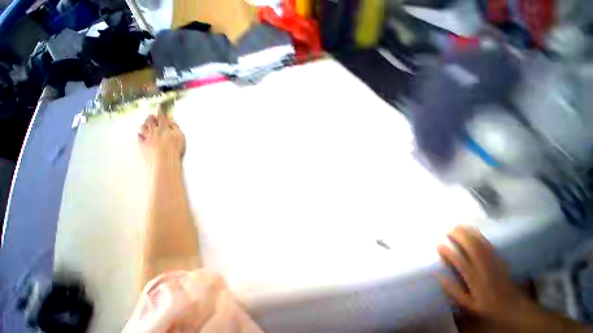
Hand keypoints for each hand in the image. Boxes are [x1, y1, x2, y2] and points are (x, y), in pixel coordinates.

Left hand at [139, 112, 185, 163]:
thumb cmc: (175, 148)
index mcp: (163, 128)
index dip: (160, 112)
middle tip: (151, 116)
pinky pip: (139, 138)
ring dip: (144, 124)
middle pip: (150, 122)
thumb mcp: (180, 137)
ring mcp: (147, 138)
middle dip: (151, 117)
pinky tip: (139, 134)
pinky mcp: (143, 145)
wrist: (164, 161)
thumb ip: (176, 128)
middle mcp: (153, 131)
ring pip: (143, 128)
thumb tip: (171, 121)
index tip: (159, 108)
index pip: (161, 118)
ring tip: (145, 123)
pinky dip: (139, 134)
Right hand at [437, 225, 534, 327]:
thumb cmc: (488, 307)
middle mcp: (484, 270)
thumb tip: (438, 275)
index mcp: (475, 281)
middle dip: (459, 237)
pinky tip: (474, 230)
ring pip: (481, 245)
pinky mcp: (500, 260)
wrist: (516, 309)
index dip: (448, 251)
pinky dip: (480, 236)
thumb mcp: (469, 305)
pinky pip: (489, 245)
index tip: (438, 243)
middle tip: (447, 229)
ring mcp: (494, 263)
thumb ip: (453, 291)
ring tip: (458, 225)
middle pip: (472, 249)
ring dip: (469, 233)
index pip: (460, 263)